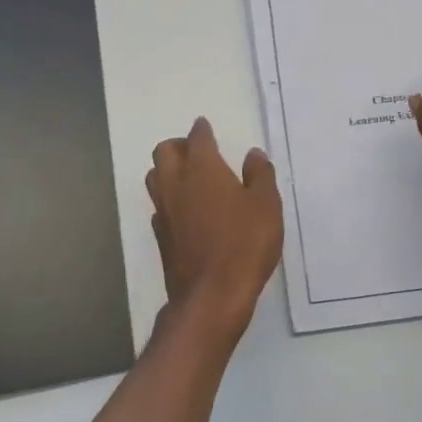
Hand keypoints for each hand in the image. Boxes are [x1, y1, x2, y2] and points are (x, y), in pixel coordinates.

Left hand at [145, 118, 283, 353]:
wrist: (212, 295)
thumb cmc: (244, 243)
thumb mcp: (266, 205)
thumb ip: (260, 175)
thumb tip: (253, 154)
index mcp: (202, 169)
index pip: (197, 138)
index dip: (202, 130)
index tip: (205, 126)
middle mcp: (176, 183)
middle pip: (164, 151)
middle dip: (179, 146)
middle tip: (198, 153)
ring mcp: (163, 210)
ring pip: (155, 177)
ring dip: (168, 171)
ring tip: (190, 179)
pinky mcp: (160, 236)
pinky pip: (159, 206)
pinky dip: (169, 201)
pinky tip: (186, 212)